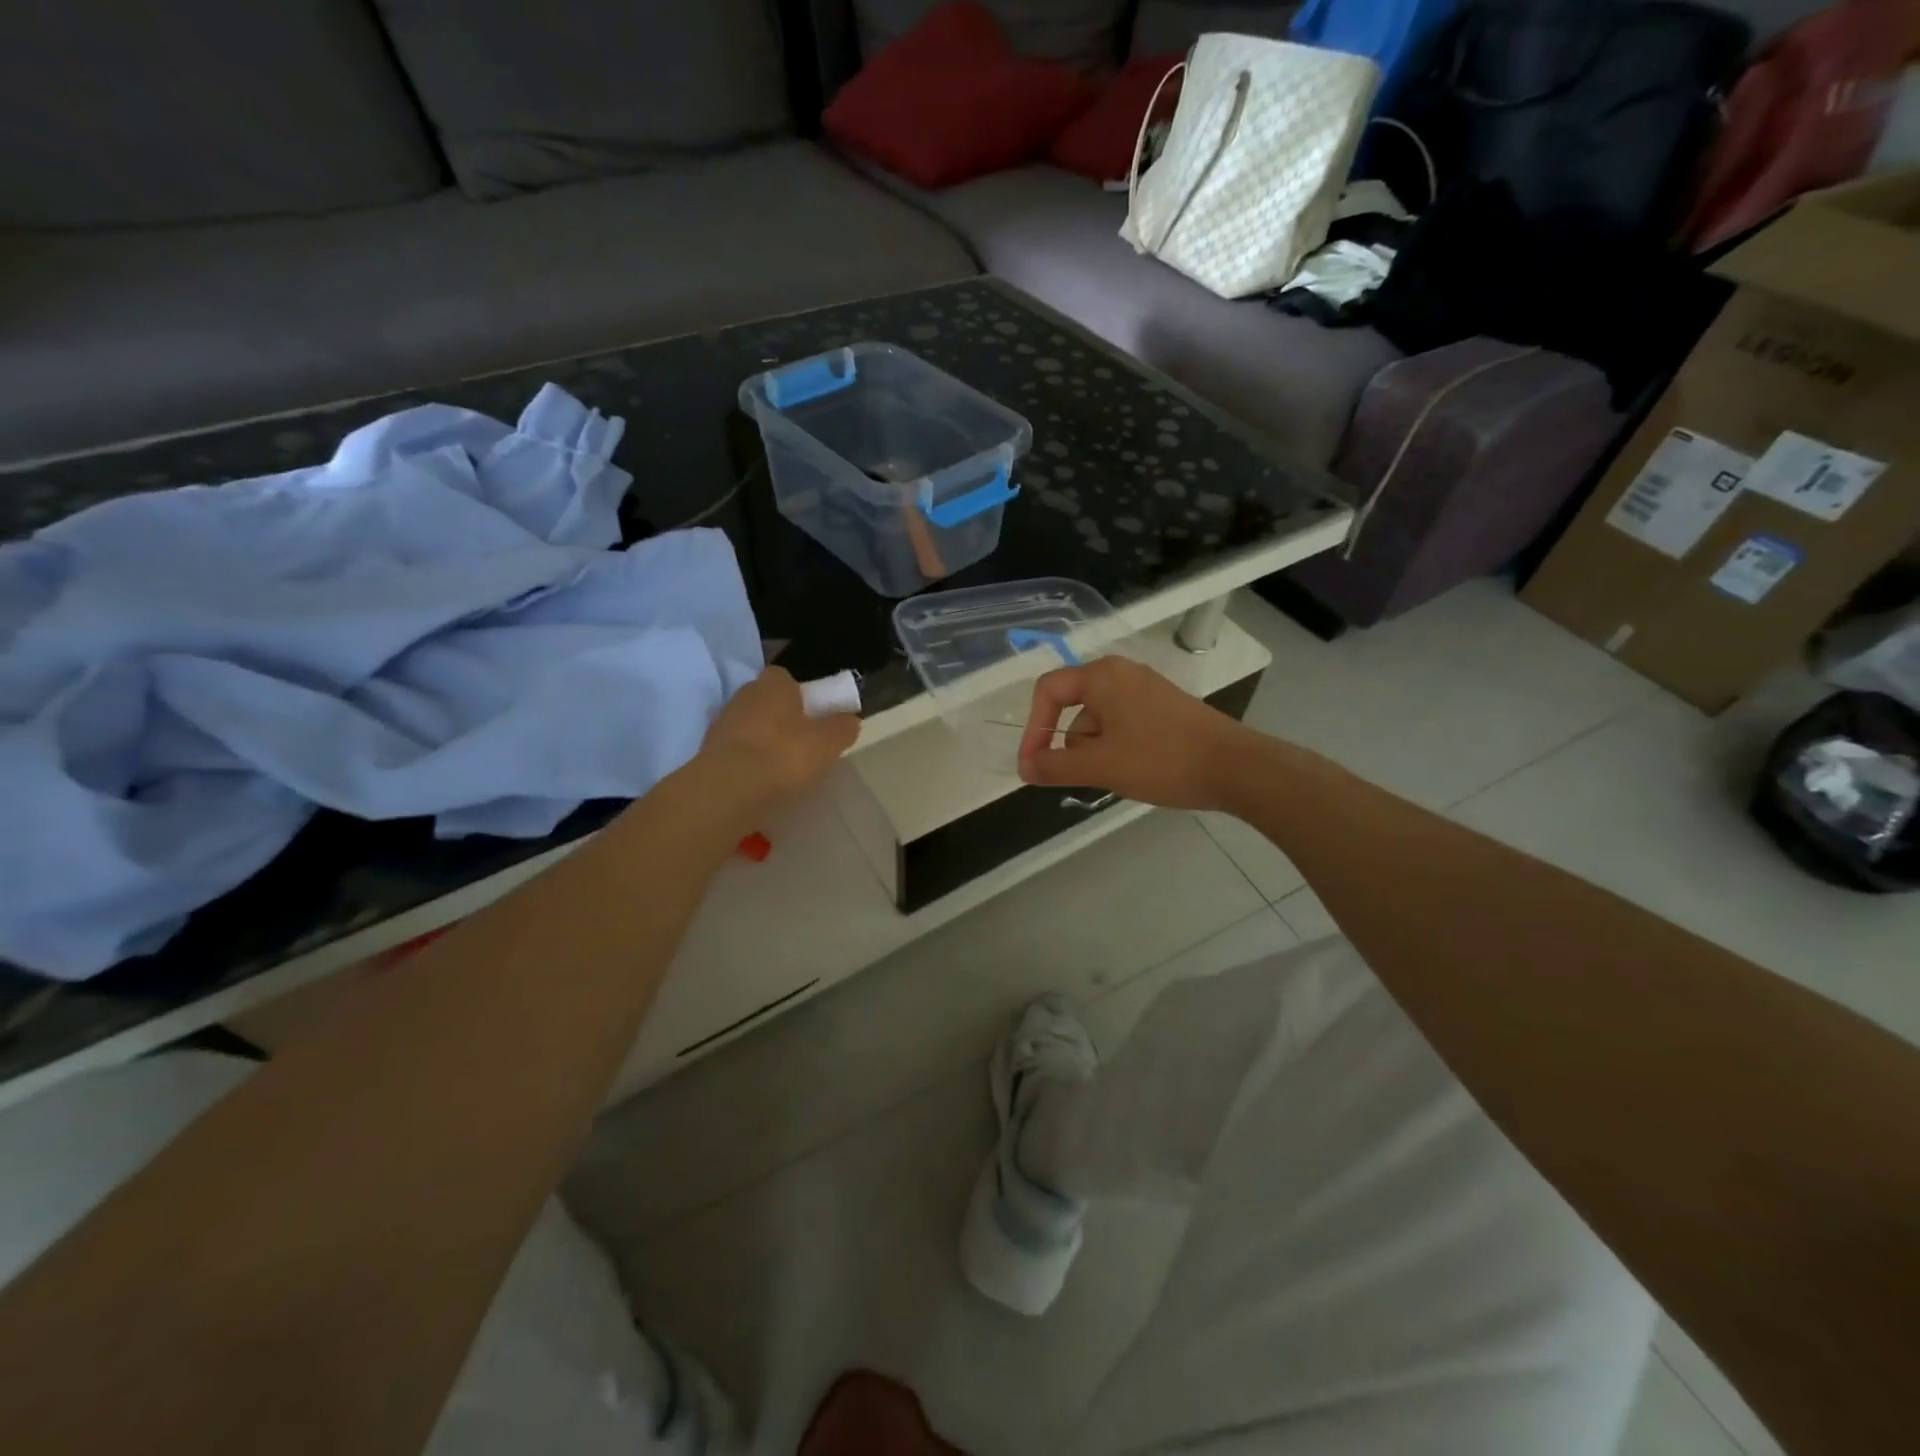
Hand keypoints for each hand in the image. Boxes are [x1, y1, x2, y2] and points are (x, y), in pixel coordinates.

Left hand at [698, 666, 859, 811]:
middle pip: (767, 701)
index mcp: (773, 683)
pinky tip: (761, 780)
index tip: (814, 716)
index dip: (801, 695)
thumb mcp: (829, 743)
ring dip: (763, 740)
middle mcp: (744, 694)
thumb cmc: (784, 755)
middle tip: (802, 743)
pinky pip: (736, 750)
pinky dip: (748, 761)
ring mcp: (722, 722)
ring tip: (782, 768)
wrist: (729, 790)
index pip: (786, 678)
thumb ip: (842, 727)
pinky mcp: (708, 751)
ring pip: (750, 725)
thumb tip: (849, 719)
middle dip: (782, 717)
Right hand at [1018, 657, 1254, 811]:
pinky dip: (1119, 749)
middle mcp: (1122, 674)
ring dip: (1098, 752)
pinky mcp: (1164, 709)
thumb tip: (1024, 768)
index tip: (1034, 766)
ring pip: (1100, 721)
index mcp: (1102, 676)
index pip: (1048, 691)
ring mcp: (1146, 690)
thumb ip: (1055, 765)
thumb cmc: (1161, 759)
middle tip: (1092, 775)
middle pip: (1074, 708)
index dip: (1033, 729)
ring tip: (1123, 776)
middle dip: (1074, 746)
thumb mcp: (1100, 765)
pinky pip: (1124, 725)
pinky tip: (1140, 771)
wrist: (1235, 767)